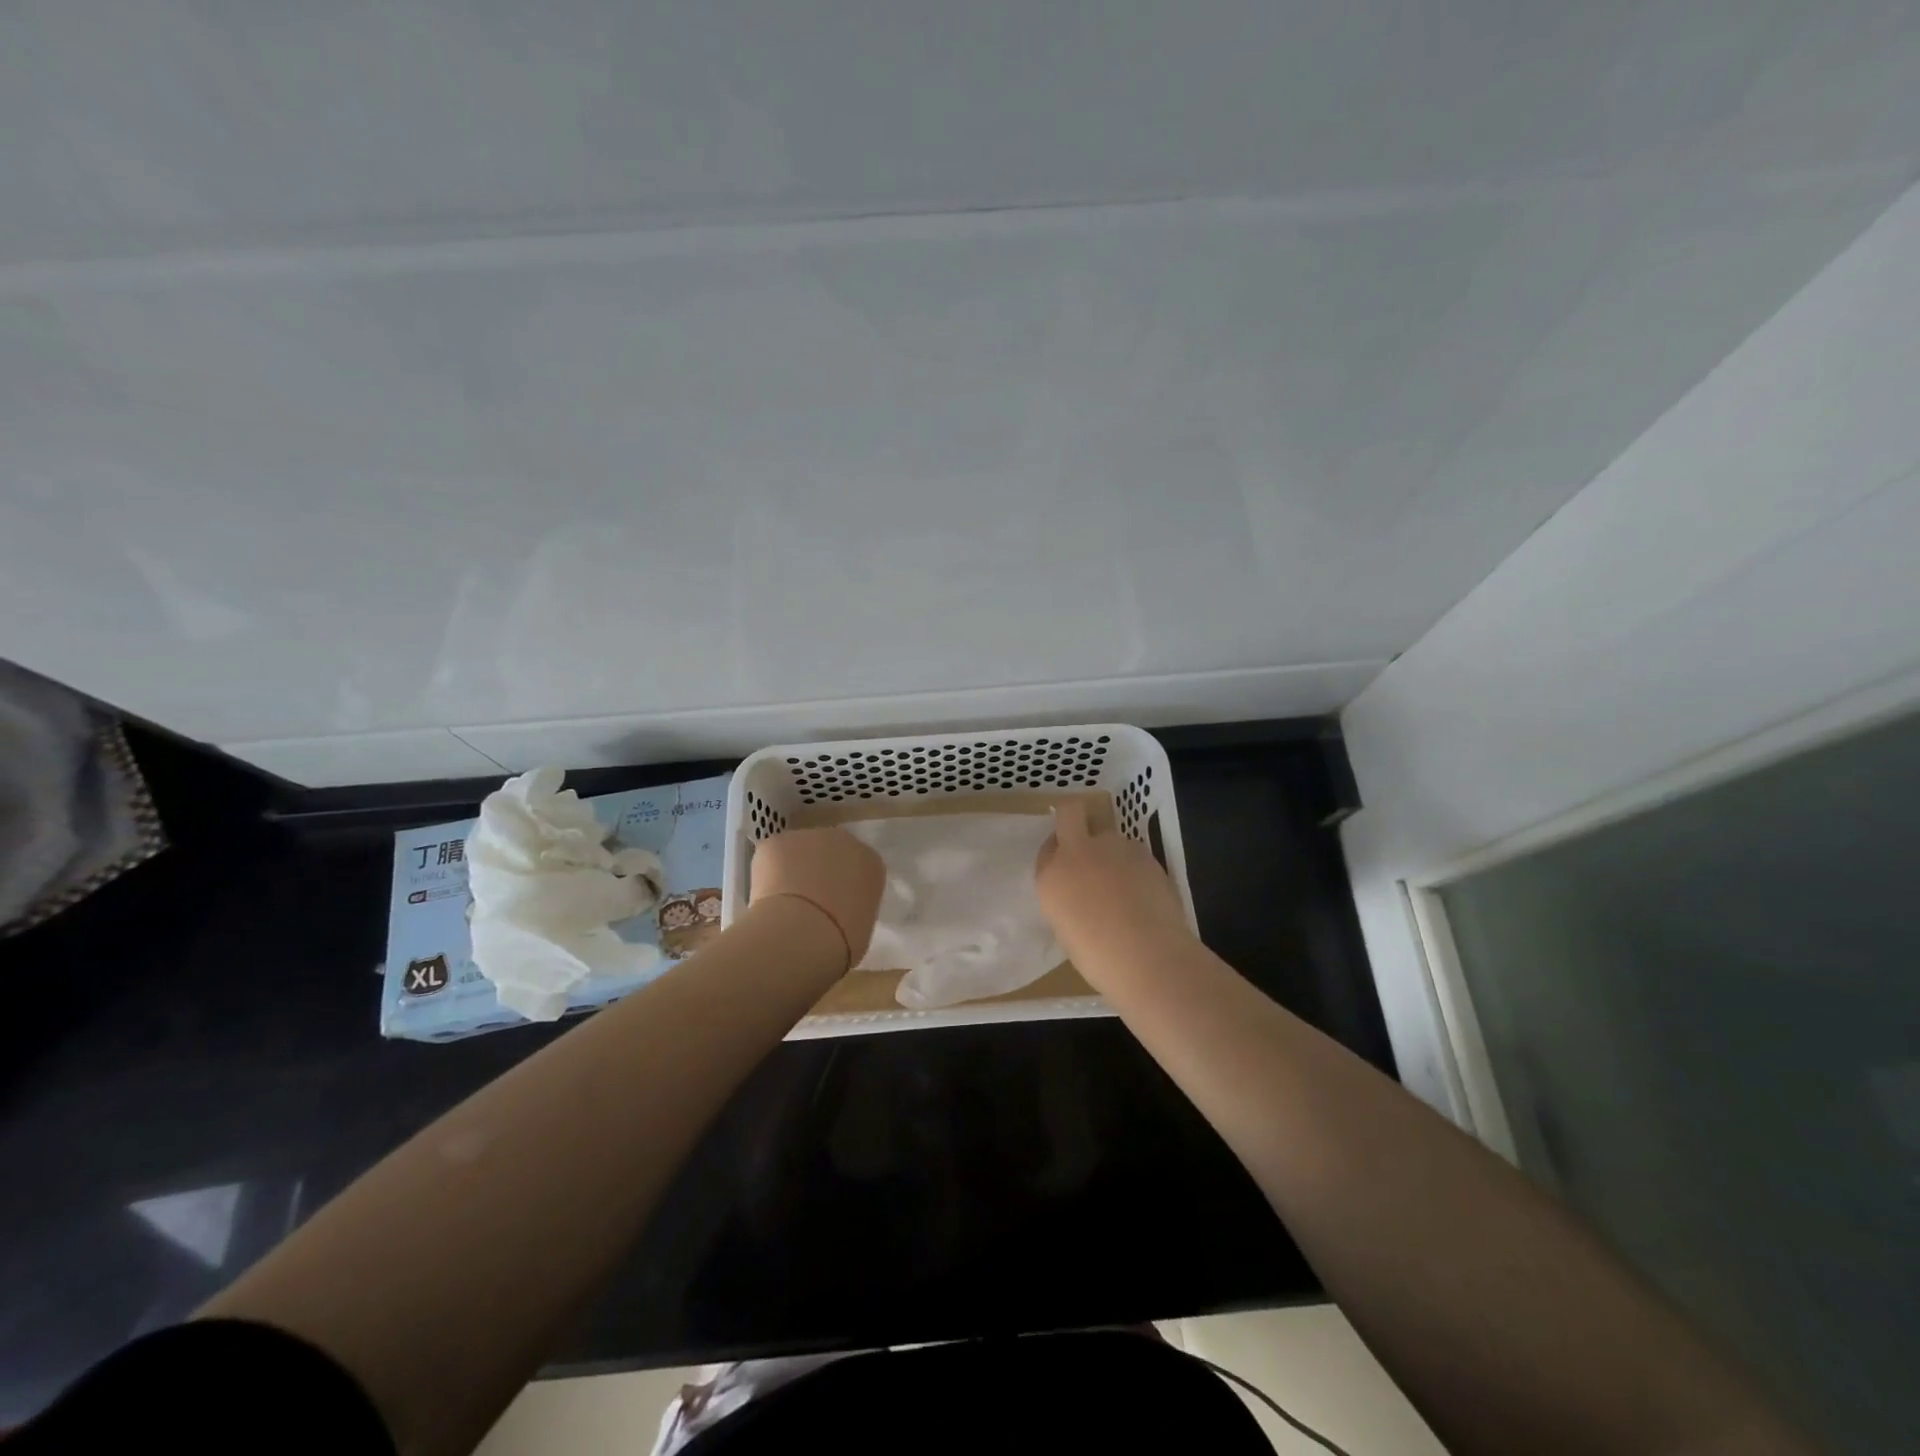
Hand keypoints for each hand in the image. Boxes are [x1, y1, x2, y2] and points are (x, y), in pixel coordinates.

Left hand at [749, 827, 885, 968]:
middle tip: (807, 903)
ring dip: (791, 870)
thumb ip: (853, 908)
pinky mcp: (776, 842)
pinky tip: (765, 898)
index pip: (859, 868)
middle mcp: (843, 841)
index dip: (843, 885)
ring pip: (798, 851)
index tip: (834, 906)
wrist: (802, 933)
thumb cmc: (840, 940)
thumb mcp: (861, 926)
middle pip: (829, 852)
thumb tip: (838, 911)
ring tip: (782, 904)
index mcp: (871, 862)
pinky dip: (767, 874)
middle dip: (818, 871)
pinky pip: (772, 856)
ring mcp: (808, 837)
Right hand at [1034, 798, 1195, 986]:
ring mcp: (1112, 847)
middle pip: (1071, 812)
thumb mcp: (1067, 928)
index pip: (1047, 848)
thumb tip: (1084, 894)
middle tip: (1085, 842)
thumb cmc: (1098, 957)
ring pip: (1108, 836)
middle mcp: (1078, 851)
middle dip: (1074, 817)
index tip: (1066, 867)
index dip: (1057, 853)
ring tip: (1125, 887)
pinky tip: (1144, 894)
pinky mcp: (1143, 852)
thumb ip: (1069, 900)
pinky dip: (1135, 866)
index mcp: (1051, 875)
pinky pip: (1133, 852)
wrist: (1147, 955)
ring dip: (1111, 852)